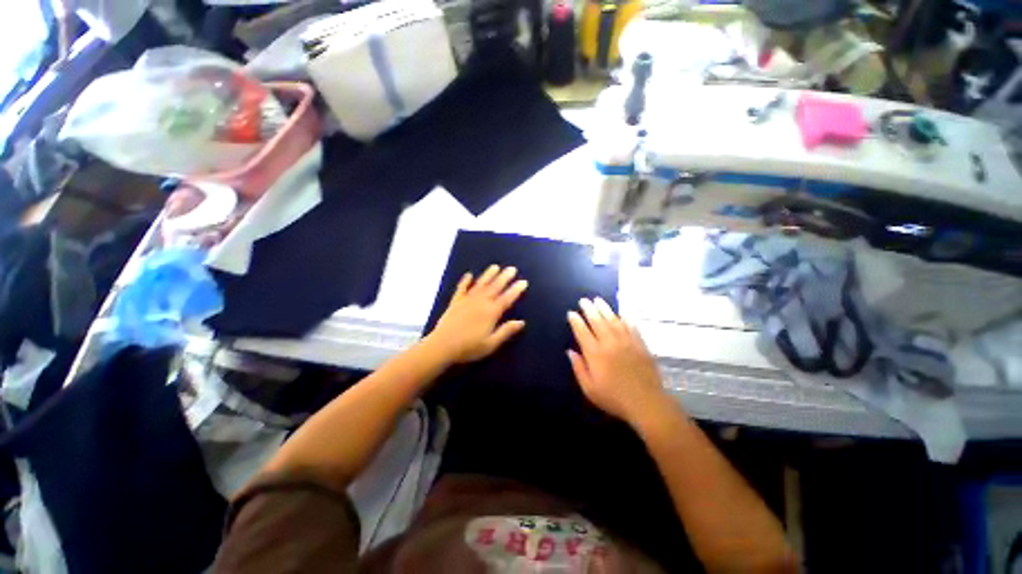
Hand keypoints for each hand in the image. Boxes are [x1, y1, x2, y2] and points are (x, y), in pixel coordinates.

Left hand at [425, 265, 527, 364]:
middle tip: (512, 268)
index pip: (507, 298)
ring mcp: (467, 300)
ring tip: (495, 266)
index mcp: (491, 313)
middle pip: (495, 287)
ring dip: (488, 275)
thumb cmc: (469, 347)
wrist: (442, 346)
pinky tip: (469, 275)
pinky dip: (465, 281)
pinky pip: (461, 288)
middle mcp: (481, 302)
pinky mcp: (455, 302)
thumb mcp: (491, 344)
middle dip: (504, 277)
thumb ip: (506, 331)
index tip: (523, 282)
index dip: (516, 290)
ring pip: (480, 284)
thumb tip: (521, 322)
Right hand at [567, 298, 666, 423]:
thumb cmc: (614, 398)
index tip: (571, 313)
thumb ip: (579, 368)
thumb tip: (570, 352)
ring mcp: (626, 342)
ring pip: (613, 320)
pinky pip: (631, 327)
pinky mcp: (640, 344)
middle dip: (589, 309)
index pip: (582, 332)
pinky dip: (625, 318)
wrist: (646, 403)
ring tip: (598, 300)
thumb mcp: (589, 389)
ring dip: (605, 309)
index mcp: (595, 354)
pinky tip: (621, 313)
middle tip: (584, 300)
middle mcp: (609, 343)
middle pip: (597, 321)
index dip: (576, 321)